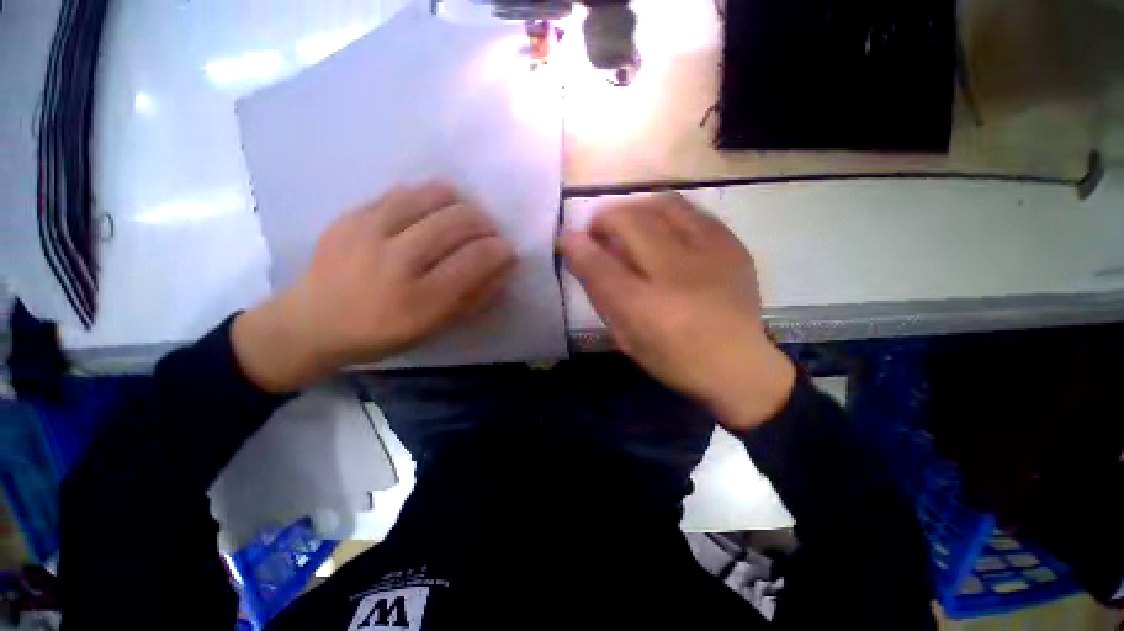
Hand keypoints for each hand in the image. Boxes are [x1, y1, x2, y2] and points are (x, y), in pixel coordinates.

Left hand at [234, 183, 515, 392]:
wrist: (311, 323)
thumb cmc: (381, 334)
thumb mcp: (435, 328)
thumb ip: (474, 298)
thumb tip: (504, 269)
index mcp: (420, 300)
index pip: (475, 259)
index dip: (500, 250)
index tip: (507, 250)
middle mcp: (397, 261)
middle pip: (458, 222)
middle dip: (485, 223)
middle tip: (488, 233)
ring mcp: (370, 232)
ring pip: (432, 197)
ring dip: (460, 204)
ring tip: (464, 217)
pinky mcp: (352, 215)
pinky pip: (403, 192)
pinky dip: (428, 197)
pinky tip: (432, 211)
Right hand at [560, 193, 794, 430]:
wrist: (739, 366)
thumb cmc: (673, 359)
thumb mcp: (626, 337)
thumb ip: (601, 294)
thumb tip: (579, 253)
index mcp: (647, 308)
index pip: (600, 264)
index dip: (576, 245)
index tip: (566, 238)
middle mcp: (679, 274)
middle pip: (631, 221)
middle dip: (604, 218)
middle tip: (598, 231)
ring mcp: (712, 254)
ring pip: (663, 204)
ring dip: (635, 209)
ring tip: (628, 225)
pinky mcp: (733, 246)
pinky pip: (691, 211)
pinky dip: (665, 214)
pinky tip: (661, 231)